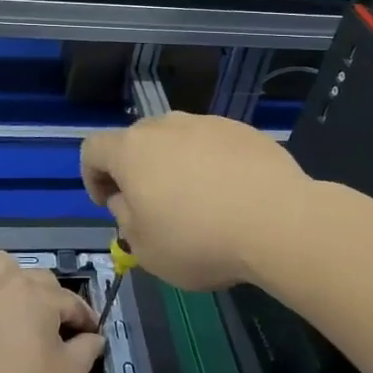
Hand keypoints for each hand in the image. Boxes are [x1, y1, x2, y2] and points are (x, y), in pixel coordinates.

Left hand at [0, 252, 104, 372]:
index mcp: (37, 294)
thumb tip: (94, 337)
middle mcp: (3, 282)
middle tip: (57, 333)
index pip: (70, 301)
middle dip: (53, 301)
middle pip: (37, 280)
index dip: (85, 319)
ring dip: (14, 282)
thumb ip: (86, 350)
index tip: (92, 335)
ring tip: (19, 311)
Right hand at [80, 112, 308, 291]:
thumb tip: (127, 200)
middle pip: (137, 141)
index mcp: (132, 150)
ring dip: (175, 166)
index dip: (92, 176)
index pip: (93, 149)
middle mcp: (166, 126)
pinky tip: (232, 196)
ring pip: (177, 141)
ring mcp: (207, 123)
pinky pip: (213, 145)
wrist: (279, 221)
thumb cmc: (200, 239)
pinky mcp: (242, 130)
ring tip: (199, 203)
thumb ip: (125, 220)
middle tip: (153, 207)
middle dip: (136, 171)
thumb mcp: (146, 249)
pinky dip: (211, 164)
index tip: (110, 204)